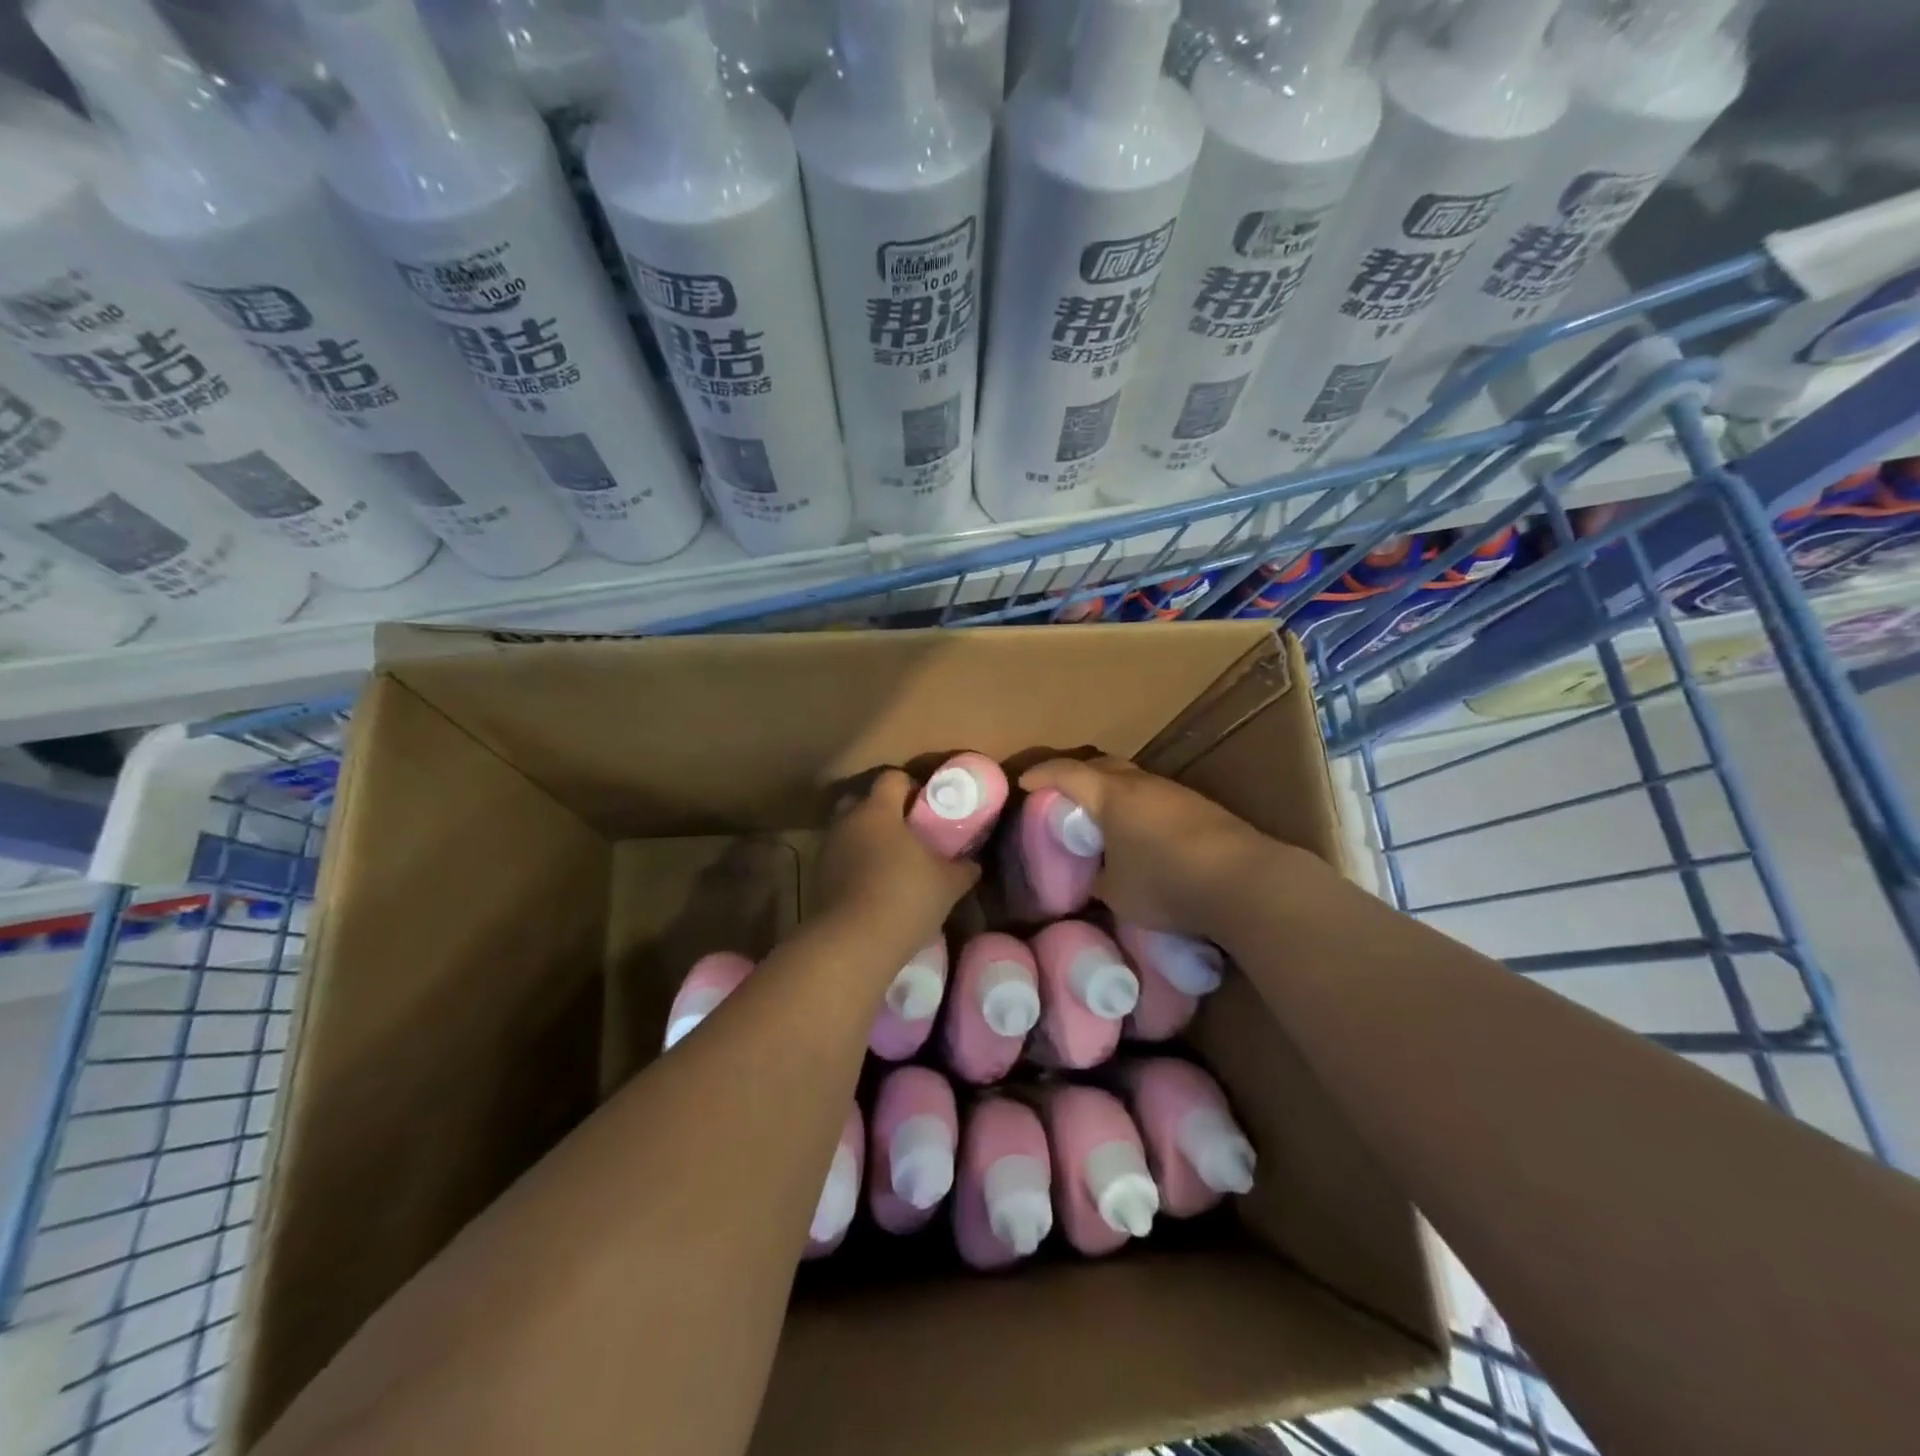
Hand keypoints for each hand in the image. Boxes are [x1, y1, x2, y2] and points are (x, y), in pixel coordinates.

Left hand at [813, 769, 978, 948]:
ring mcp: (828, 850)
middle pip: (862, 801)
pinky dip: (855, 866)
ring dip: (867, 841)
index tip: (928, 806)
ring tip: (892, 865)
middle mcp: (847, 822)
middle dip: (883, 811)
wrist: (853, 943)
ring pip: (849, 832)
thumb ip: (963, 868)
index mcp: (878, 810)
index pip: (892, 778)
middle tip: (908, 832)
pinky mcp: (818, 878)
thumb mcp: (948, 883)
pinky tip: (875, 887)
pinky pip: (840, 860)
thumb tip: (972, 863)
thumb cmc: (906, 898)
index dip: (911, 786)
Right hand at [1018, 756, 1291, 933]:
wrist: (1244, 882)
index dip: (1042, 774)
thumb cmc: (1166, 884)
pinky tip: (1143, 832)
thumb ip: (1100, 879)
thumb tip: (1097, 878)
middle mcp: (1142, 784)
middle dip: (1079, 775)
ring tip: (1104, 816)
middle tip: (1064, 794)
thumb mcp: (1118, 893)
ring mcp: (1175, 792)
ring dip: (1114, 791)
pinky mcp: (1202, 807)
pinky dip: (1139, 806)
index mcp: (1111, 796)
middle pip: (1103, 765)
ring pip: (1134, 779)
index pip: (1067, 773)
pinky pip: (1157, 797)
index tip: (1025, 782)